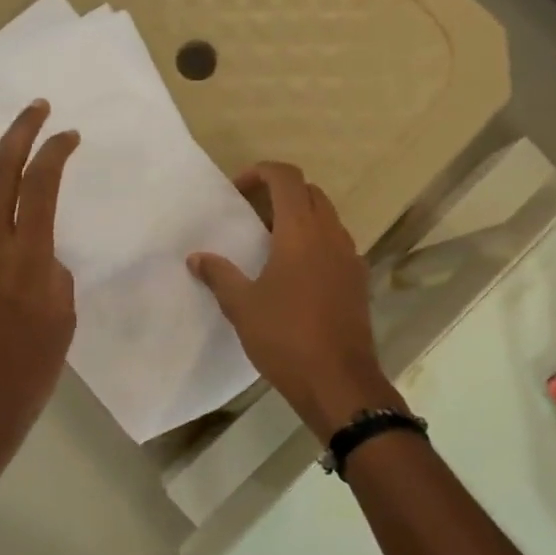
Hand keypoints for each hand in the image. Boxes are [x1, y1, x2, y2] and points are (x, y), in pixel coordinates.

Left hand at [0, 100, 79, 473]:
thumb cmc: (30, 368)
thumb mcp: (63, 315)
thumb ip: (51, 270)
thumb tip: (35, 249)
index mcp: (28, 259)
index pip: (41, 185)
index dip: (55, 151)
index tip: (68, 135)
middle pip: (0, 172)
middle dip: (20, 132)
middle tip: (35, 109)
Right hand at [188, 162, 401, 437]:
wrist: (339, 381)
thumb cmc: (285, 337)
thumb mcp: (242, 306)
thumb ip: (219, 275)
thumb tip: (197, 258)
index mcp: (301, 231)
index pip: (287, 177)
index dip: (261, 173)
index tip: (238, 190)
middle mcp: (330, 235)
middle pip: (310, 192)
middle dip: (280, 193)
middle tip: (251, 215)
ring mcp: (350, 257)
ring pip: (327, 217)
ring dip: (300, 217)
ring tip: (270, 243)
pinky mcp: (358, 280)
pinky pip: (336, 244)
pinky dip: (315, 242)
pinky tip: (295, 273)